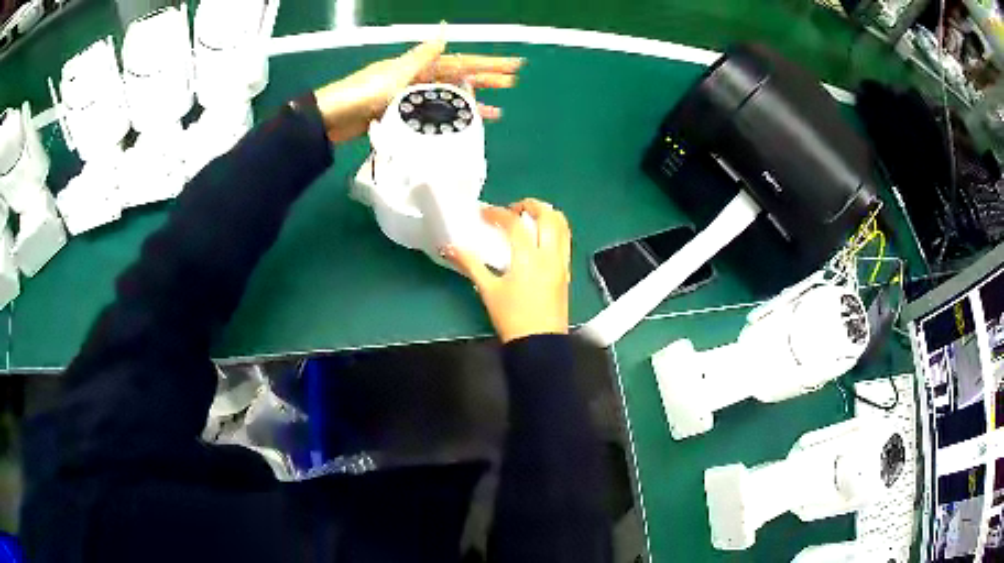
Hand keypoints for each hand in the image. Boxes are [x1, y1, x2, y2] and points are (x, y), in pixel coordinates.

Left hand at [313, 32, 523, 142]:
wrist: (330, 120)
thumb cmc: (361, 94)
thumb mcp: (394, 73)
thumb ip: (422, 56)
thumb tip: (445, 30)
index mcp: (418, 67)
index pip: (460, 62)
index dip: (487, 64)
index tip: (513, 66)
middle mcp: (417, 79)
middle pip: (458, 77)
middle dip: (485, 79)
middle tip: (513, 83)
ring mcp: (410, 98)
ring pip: (448, 98)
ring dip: (471, 102)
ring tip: (497, 111)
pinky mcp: (402, 117)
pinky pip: (433, 116)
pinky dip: (448, 119)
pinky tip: (461, 125)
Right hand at [444, 199, 570, 343]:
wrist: (539, 343)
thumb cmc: (512, 318)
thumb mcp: (488, 290)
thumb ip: (470, 264)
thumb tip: (449, 247)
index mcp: (528, 257)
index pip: (514, 223)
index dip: (498, 213)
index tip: (485, 213)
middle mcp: (549, 255)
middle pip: (547, 216)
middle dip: (531, 205)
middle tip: (513, 209)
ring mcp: (561, 263)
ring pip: (563, 226)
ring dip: (547, 214)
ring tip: (530, 218)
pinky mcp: (567, 272)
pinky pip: (566, 241)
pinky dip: (555, 230)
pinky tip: (541, 238)